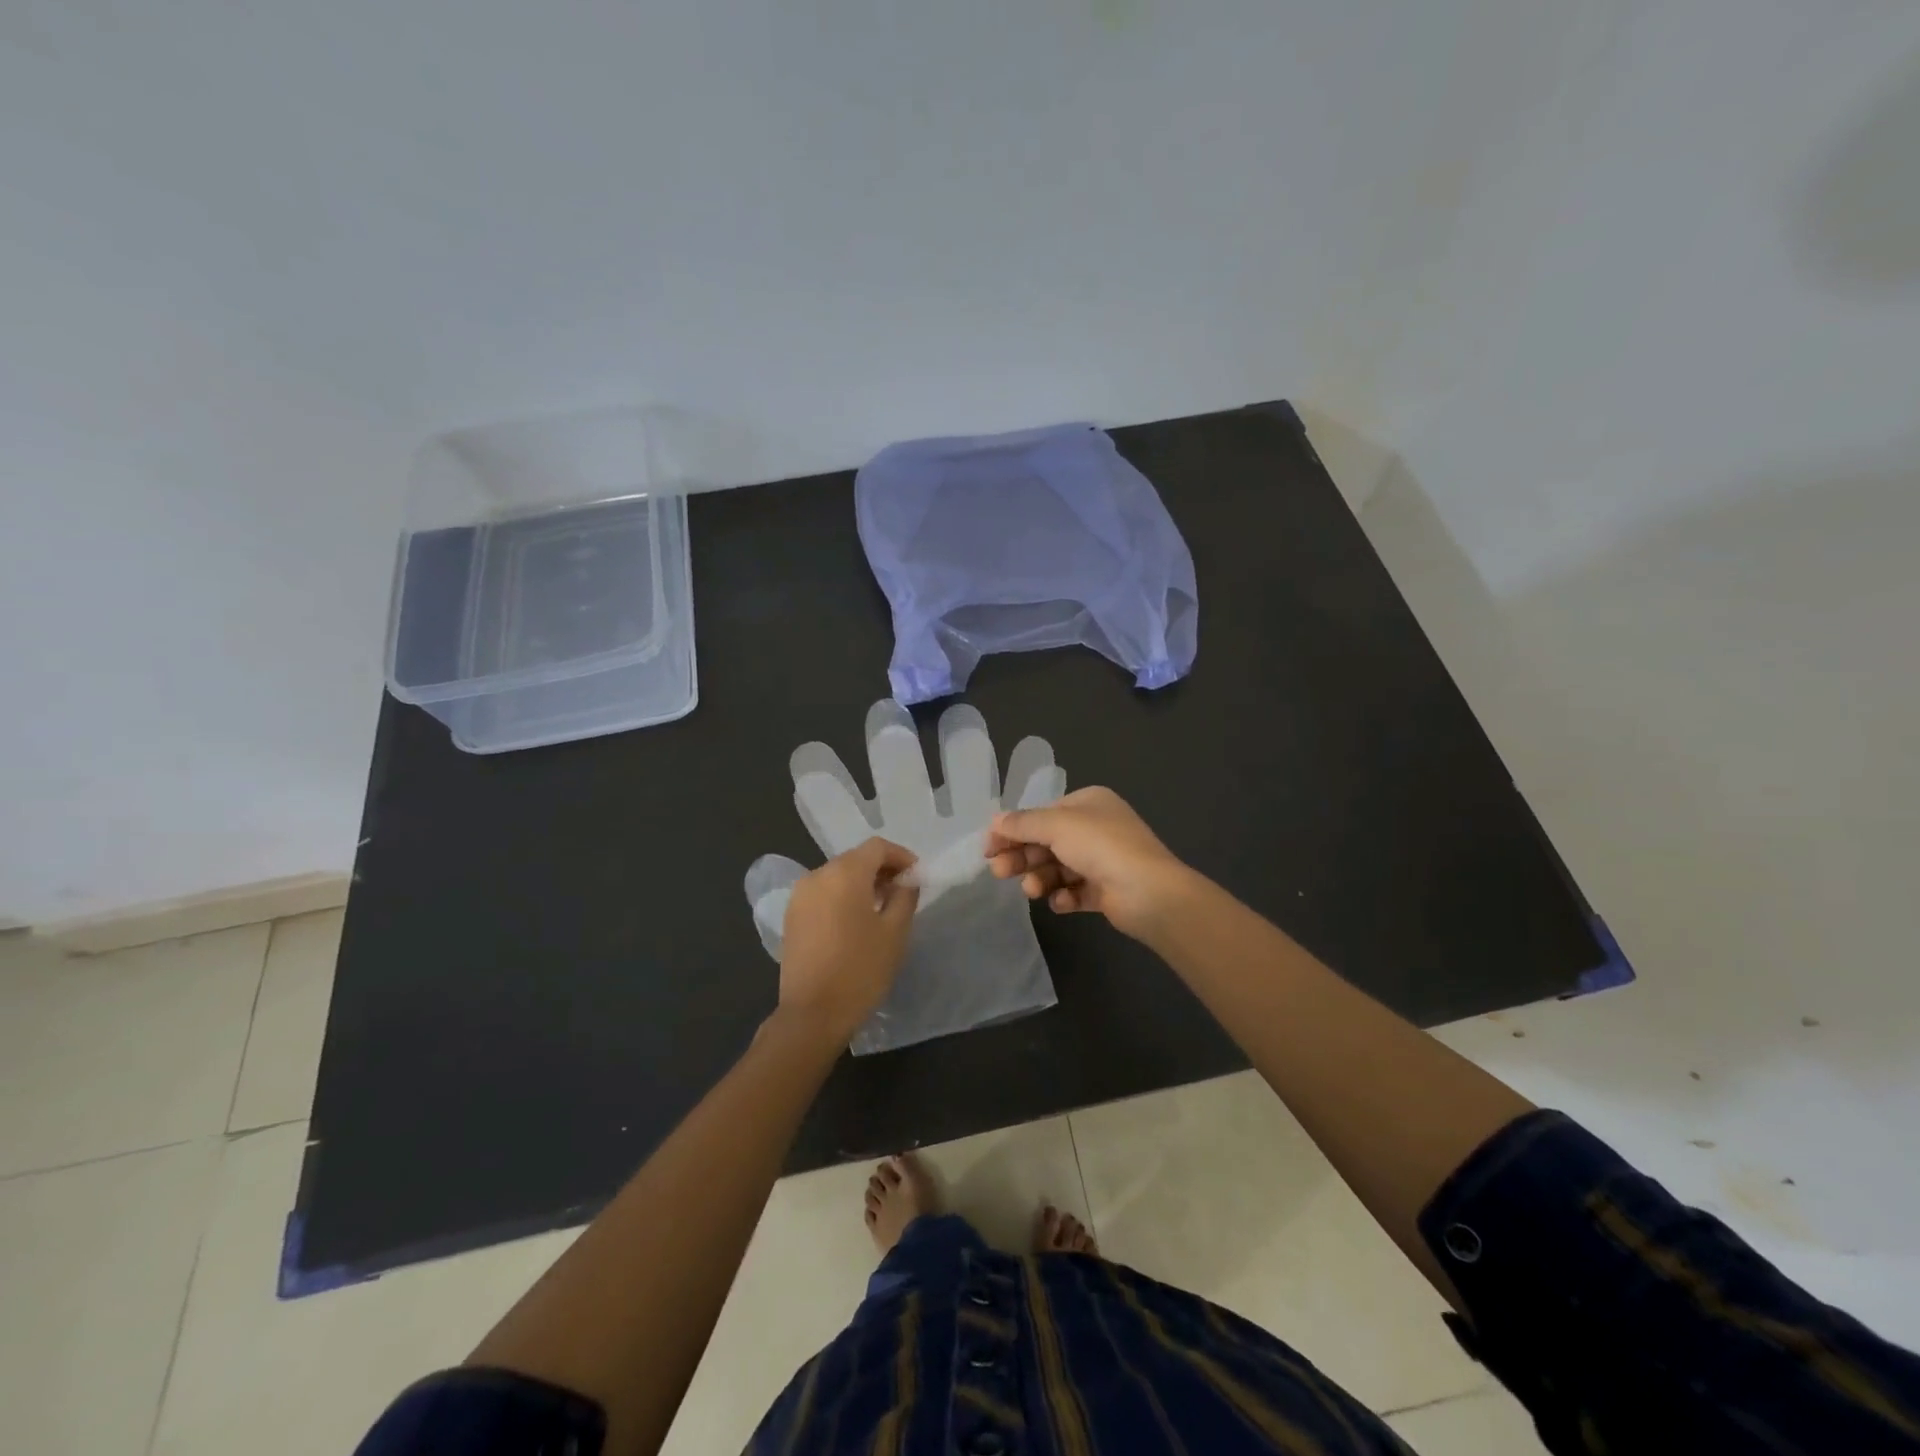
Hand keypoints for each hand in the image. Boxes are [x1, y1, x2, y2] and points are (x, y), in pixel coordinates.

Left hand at [775, 838, 920, 1044]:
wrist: (812, 1014)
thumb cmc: (861, 969)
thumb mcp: (895, 932)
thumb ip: (905, 896)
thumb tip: (906, 880)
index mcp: (844, 873)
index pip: (877, 848)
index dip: (901, 856)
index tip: (917, 876)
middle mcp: (817, 875)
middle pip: (855, 859)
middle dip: (882, 870)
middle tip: (903, 892)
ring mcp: (799, 896)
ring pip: (837, 876)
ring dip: (861, 884)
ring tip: (882, 909)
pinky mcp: (791, 916)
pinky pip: (823, 894)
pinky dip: (842, 897)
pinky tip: (855, 923)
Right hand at [987, 787, 1188, 938]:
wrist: (1149, 892)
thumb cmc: (1101, 846)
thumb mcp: (1056, 826)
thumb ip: (1022, 823)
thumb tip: (994, 821)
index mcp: (1089, 803)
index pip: (1042, 814)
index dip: (1014, 830)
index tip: (988, 848)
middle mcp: (1097, 828)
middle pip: (1047, 842)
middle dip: (1023, 857)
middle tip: (999, 872)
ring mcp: (1103, 860)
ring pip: (1058, 868)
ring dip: (1040, 878)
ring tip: (1032, 890)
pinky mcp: (1107, 891)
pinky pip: (1075, 891)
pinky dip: (1064, 896)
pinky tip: (1061, 901)